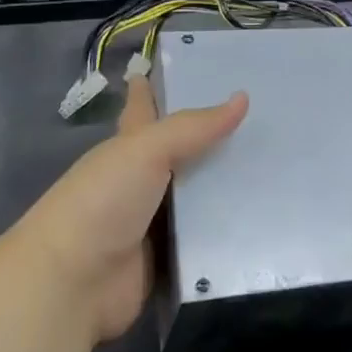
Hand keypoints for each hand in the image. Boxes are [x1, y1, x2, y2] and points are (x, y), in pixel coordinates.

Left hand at [14, 77, 246, 344]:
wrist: (72, 285)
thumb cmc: (102, 202)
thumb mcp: (146, 151)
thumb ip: (193, 127)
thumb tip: (243, 98)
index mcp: (129, 146)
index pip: (144, 107)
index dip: (155, 87)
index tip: (185, 66)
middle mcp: (142, 179)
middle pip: (184, 151)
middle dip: (215, 137)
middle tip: (264, 116)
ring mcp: (156, 220)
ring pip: (201, 195)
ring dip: (231, 185)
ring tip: (279, 166)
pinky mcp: (170, 258)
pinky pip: (208, 238)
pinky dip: (231, 230)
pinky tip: (268, 218)